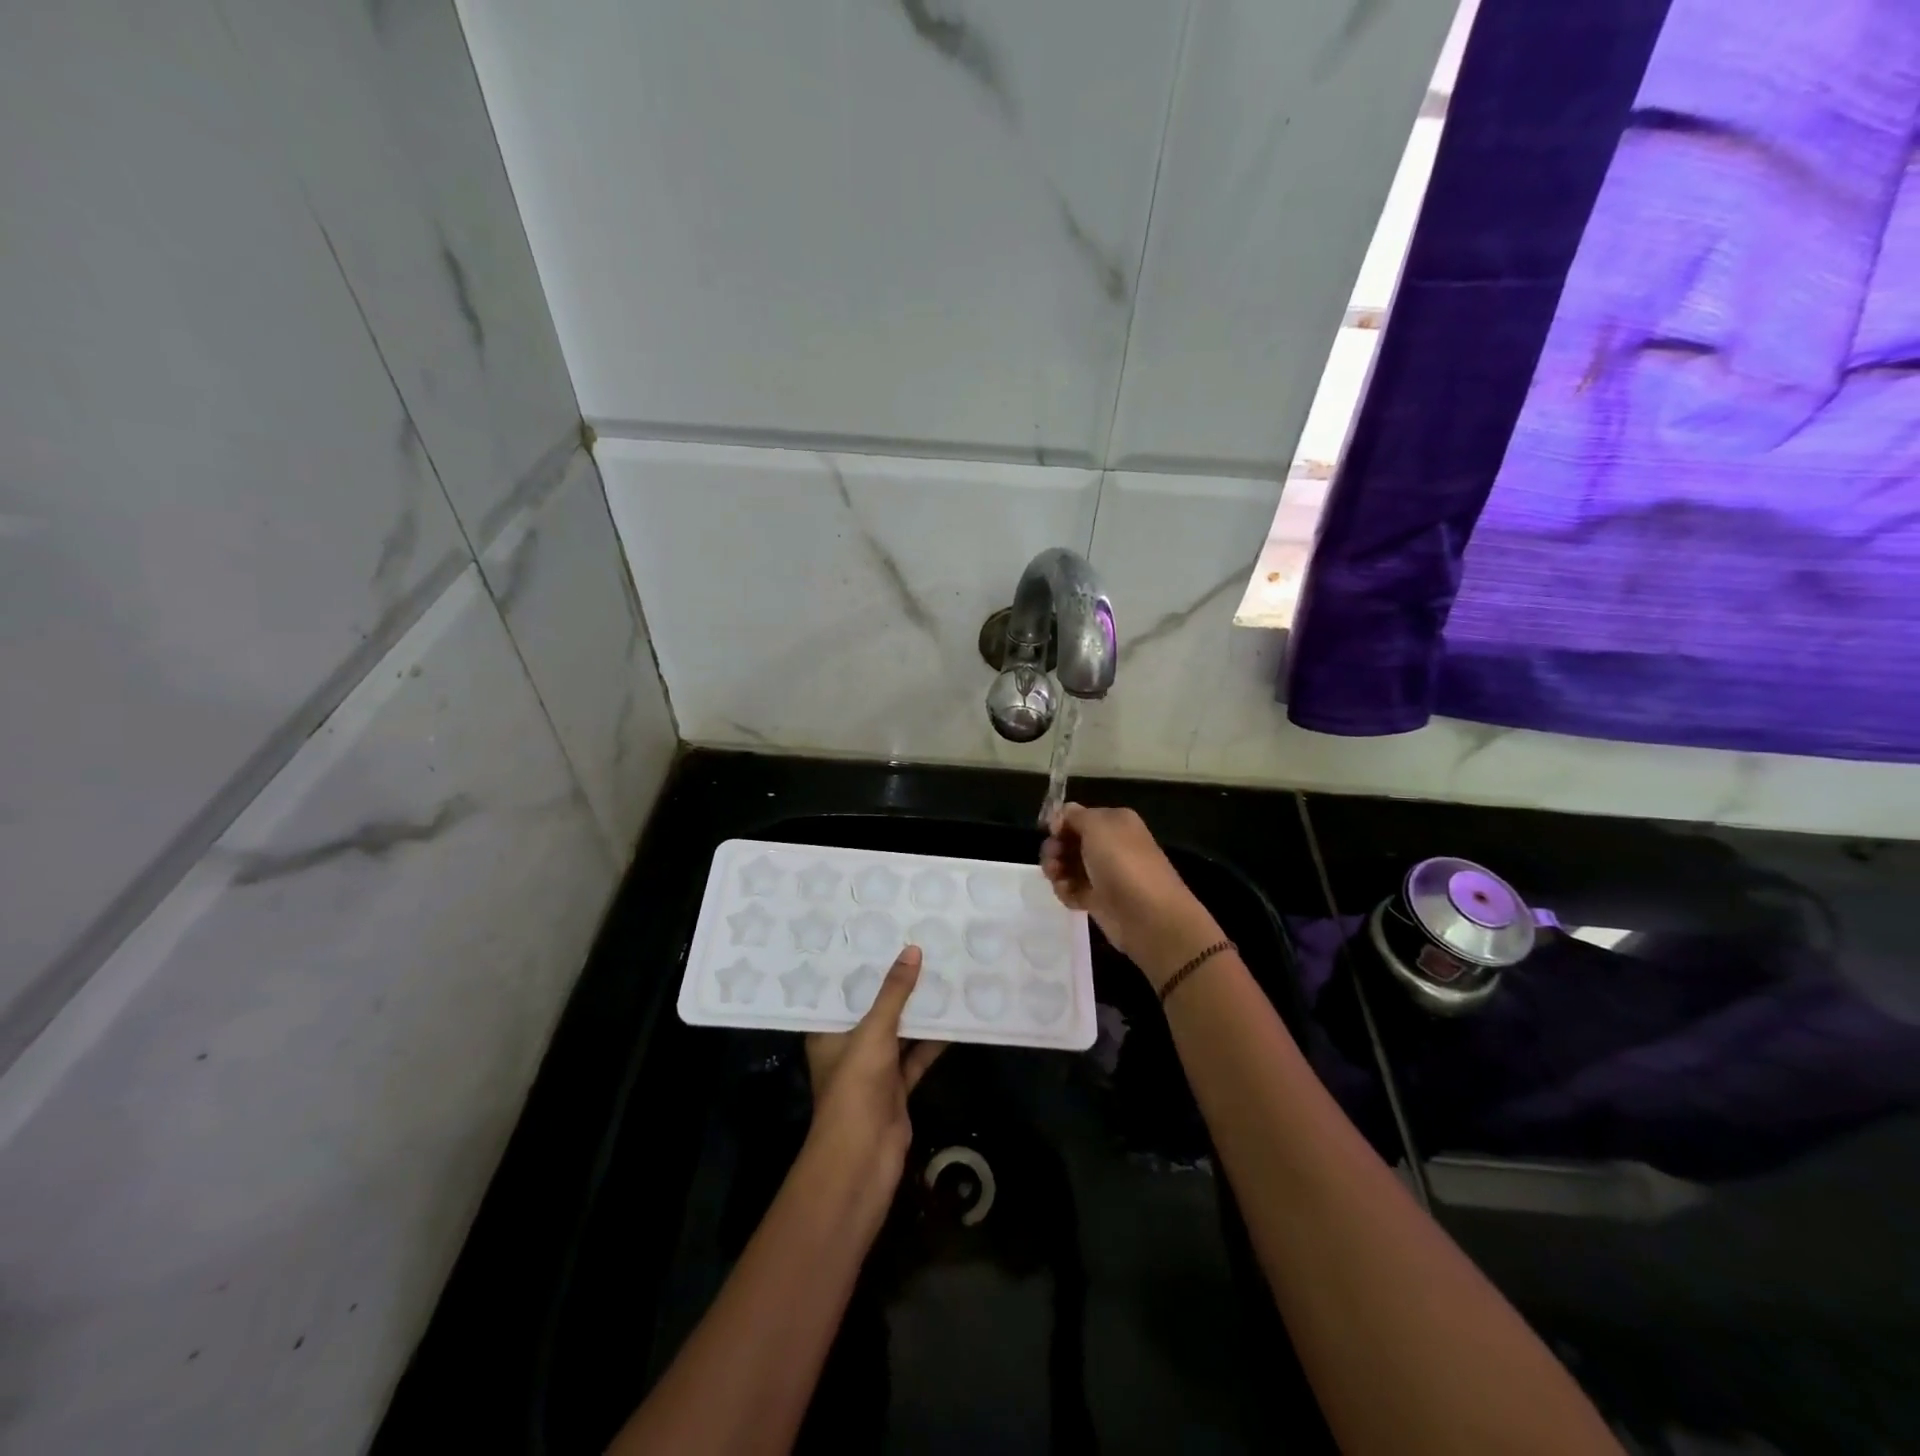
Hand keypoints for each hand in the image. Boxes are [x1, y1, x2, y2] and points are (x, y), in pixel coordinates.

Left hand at [804, 947, 947, 1187]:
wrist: (864, 1156)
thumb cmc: (855, 1086)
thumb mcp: (874, 1031)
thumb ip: (894, 993)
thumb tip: (912, 950)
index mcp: (828, 1031)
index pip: (841, 991)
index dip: (859, 966)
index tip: (878, 935)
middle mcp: (848, 1046)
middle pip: (874, 1009)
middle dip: (894, 985)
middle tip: (917, 946)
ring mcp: (874, 1068)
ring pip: (898, 1031)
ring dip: (918, 1011)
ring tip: (940, 973)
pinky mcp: (896, 1086)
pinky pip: (916, 1055)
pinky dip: (933, 1040)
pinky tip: (954, 1017)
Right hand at [1041, 804, 1223, 991]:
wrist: (1148, 916)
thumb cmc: (1122, 863)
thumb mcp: (1097, 826)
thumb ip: (1074, 816)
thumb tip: (1060, 816)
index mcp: (1114, 822)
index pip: (1078, 816)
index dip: (1060, 823)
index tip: (1051, 833)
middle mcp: (1110, 844)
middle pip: (1069, 841)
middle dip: (1055, 848)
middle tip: (1053, 860)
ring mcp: (1103, 873)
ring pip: (1067, 865)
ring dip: (1056, 870)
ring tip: (1059, 880)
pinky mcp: (1098, 899)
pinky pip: (1072, 889)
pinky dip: (1066, 891)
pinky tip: (1069, 896)